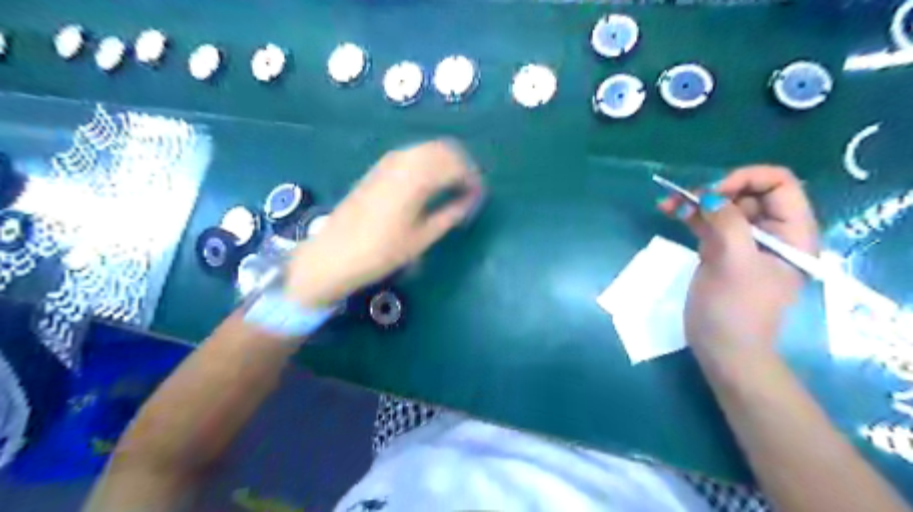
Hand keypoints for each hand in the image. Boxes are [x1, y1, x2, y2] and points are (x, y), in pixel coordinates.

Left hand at [285, 141, 484, 306]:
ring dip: (445, 162)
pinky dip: (428, 163)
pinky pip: (413, 154)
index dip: (473, 178)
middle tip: (469, 189)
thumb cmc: (382, 251)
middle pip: (444, 148)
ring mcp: (388, 161)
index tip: (480, 195)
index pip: (456, 165)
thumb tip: (472, 201)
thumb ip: (451, 214)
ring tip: (452, 187)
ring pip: (428, 149)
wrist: (335, 254)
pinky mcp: (379, 167)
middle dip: (462, 165)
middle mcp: (404, 161)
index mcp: (417, 178)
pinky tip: (429, 184)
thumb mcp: (422, 237)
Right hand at [660, 165, 815, 359]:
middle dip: (714, 190)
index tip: (713, 193)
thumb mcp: (734, 263)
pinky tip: (669, 210)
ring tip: (667, 203)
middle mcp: (770, 233)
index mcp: (791, 233)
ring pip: (722, 207)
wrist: (723, 348)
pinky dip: (689, 215)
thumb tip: (708, 196)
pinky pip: (707, 223)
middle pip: (747, 193)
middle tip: (685, 198)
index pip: (778, 185)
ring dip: (695, 201)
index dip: (746, 179)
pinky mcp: (720, 251)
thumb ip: (727, 223)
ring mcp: (743, 242)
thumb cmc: (735, 309)